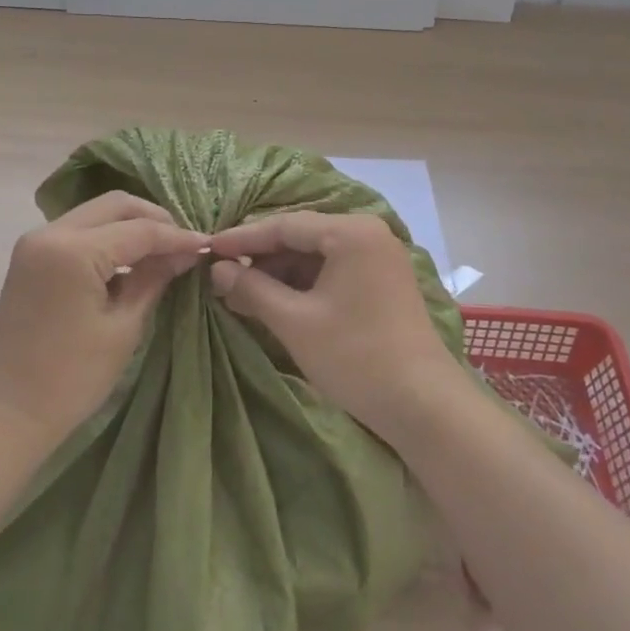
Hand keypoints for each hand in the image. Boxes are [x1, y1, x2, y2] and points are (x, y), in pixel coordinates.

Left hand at [0, 192, 206, 455]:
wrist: (5, 414)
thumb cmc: (71, 378)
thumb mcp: (123, 328)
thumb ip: (153, 280)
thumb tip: (185, 253)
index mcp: (74, 250)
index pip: (139, 230)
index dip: (177, 236)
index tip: (208, 247)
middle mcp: (50, 232)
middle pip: (115, 205)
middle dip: (154, 219)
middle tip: (183, 244)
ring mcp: (35, 243)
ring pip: (95, 213)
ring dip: (130, 226)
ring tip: (162, 252)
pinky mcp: (30, 258)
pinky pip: (78, 231)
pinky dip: (107, 238)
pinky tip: (130, 261)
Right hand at [206, 212, 457, 440]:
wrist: (423, 405)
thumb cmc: (356, 356)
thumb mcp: (295, 322)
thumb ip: (252, 289)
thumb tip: (216, 270)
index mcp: (351, 232)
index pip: (285, 225)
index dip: (242, 238)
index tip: (207, 248)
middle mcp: (368, 234)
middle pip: (301, 237)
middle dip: (260, 258)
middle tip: (220, 274)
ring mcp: (378, 258)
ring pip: (316, 256)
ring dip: (279, 273)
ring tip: (240, 293)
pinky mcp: (381, 282)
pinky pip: (332, 271)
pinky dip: (302, 285)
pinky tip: (275, 302)